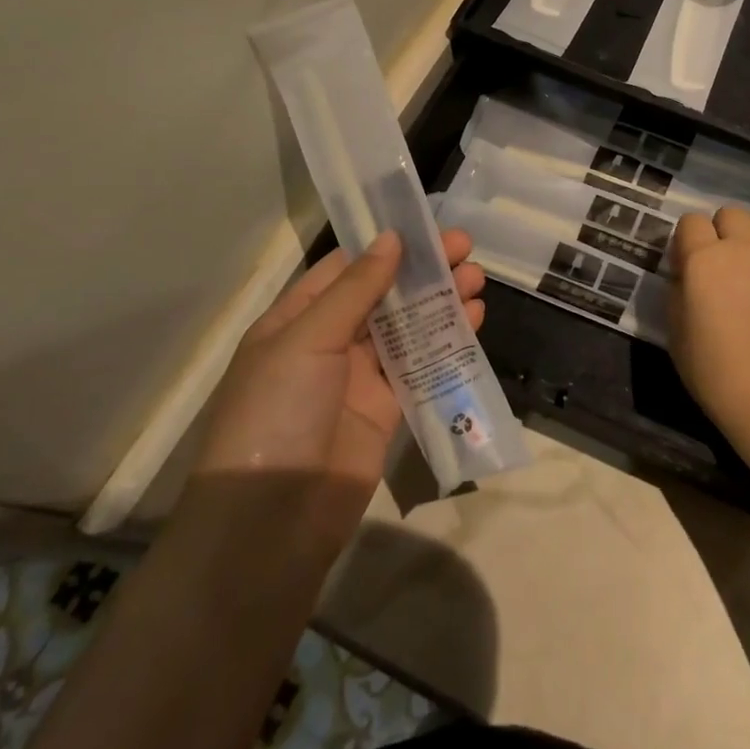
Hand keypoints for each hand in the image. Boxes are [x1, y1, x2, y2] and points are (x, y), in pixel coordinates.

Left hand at [197, 230, 485, 496]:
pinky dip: (446, 342)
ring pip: (407, 327)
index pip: (346, 269)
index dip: (386, 244)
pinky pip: (420, 366)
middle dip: (424, 270)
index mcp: (296, 320)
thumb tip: (391, 239)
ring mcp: (359, 378)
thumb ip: (355, 290)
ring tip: (478, 279)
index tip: (428, 226)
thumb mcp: (307, 341)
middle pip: (383, 294)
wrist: (271, 523)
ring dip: (441, 301)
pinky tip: (474, 319)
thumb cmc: (277, 414)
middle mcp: (328, 343)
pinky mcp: (387, 409)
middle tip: (467, 248)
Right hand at [667, 207, 749, 465]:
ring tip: (746, 266)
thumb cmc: (716, 372)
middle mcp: (743, 248)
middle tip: (717, 264)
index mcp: (704, 259)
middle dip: (719, 231)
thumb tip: (686, 273)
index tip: (685, 266)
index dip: (685, 241)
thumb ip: (678, 290)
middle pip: (729, 213)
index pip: (690, 222)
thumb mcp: (676, 332)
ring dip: (749, 236)